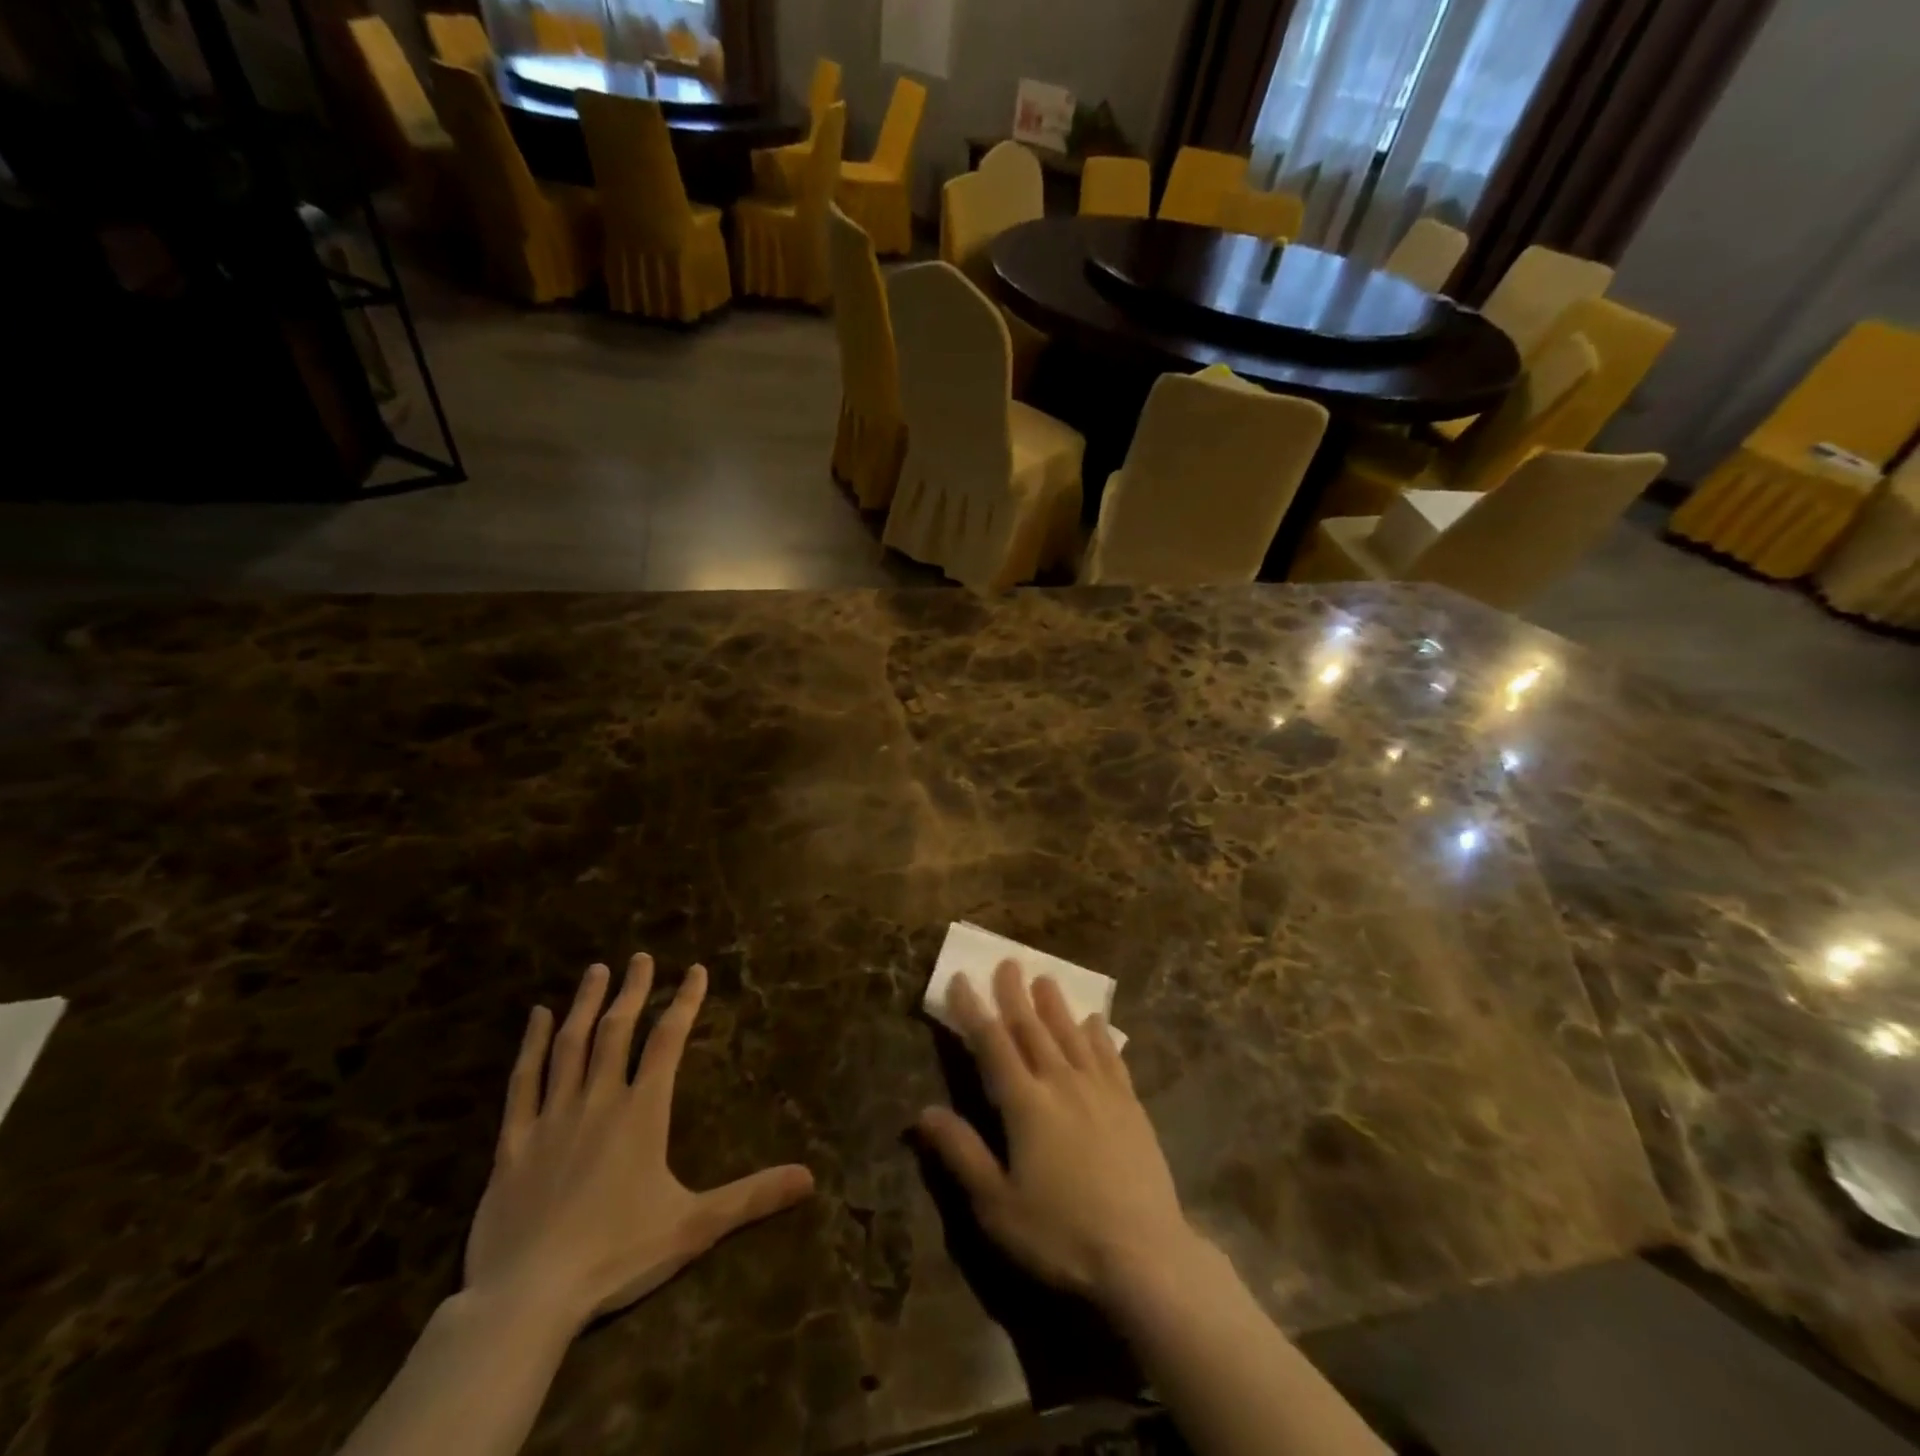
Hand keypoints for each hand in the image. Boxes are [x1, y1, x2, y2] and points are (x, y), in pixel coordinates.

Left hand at [465, 956, 814, 1334]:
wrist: (527, 1299)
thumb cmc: (617, 1256)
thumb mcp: (694, 1227)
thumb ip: (752, 1197)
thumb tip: (810, 1178)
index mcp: (642, 1113)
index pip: (668, 1042)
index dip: (684, 1002)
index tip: (695, 970)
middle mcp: (599, 1101)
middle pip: (617, 1031)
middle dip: (632, 990)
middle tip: (640, 957)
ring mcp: (552, 1118)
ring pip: (571, 1045)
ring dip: (586, 1004)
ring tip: (596, 971)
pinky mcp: (513, 1143)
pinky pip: (523, 1082)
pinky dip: (531, 1045)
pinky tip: (537, 1018)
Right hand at [916, 960, 1200, 1305]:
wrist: (1144, 1255)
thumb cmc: (1061, 1234)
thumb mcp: (996, 1205)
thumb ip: (960, 1153)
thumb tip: (922, 1111)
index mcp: (1024, 1103)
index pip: (992, 1044)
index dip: (973, 1010)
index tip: (961, 980)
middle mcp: (1061, 1082)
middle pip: (1033, 1028)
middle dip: (1015, 994)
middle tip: (1007, 962)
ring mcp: (1100, 1090)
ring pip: (1071, 1034)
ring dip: (1055, 1004)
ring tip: (1045, 978)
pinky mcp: (1130, 1105)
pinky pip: (1110, 1056)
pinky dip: (1099, 1034)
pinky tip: (1095, 1022)